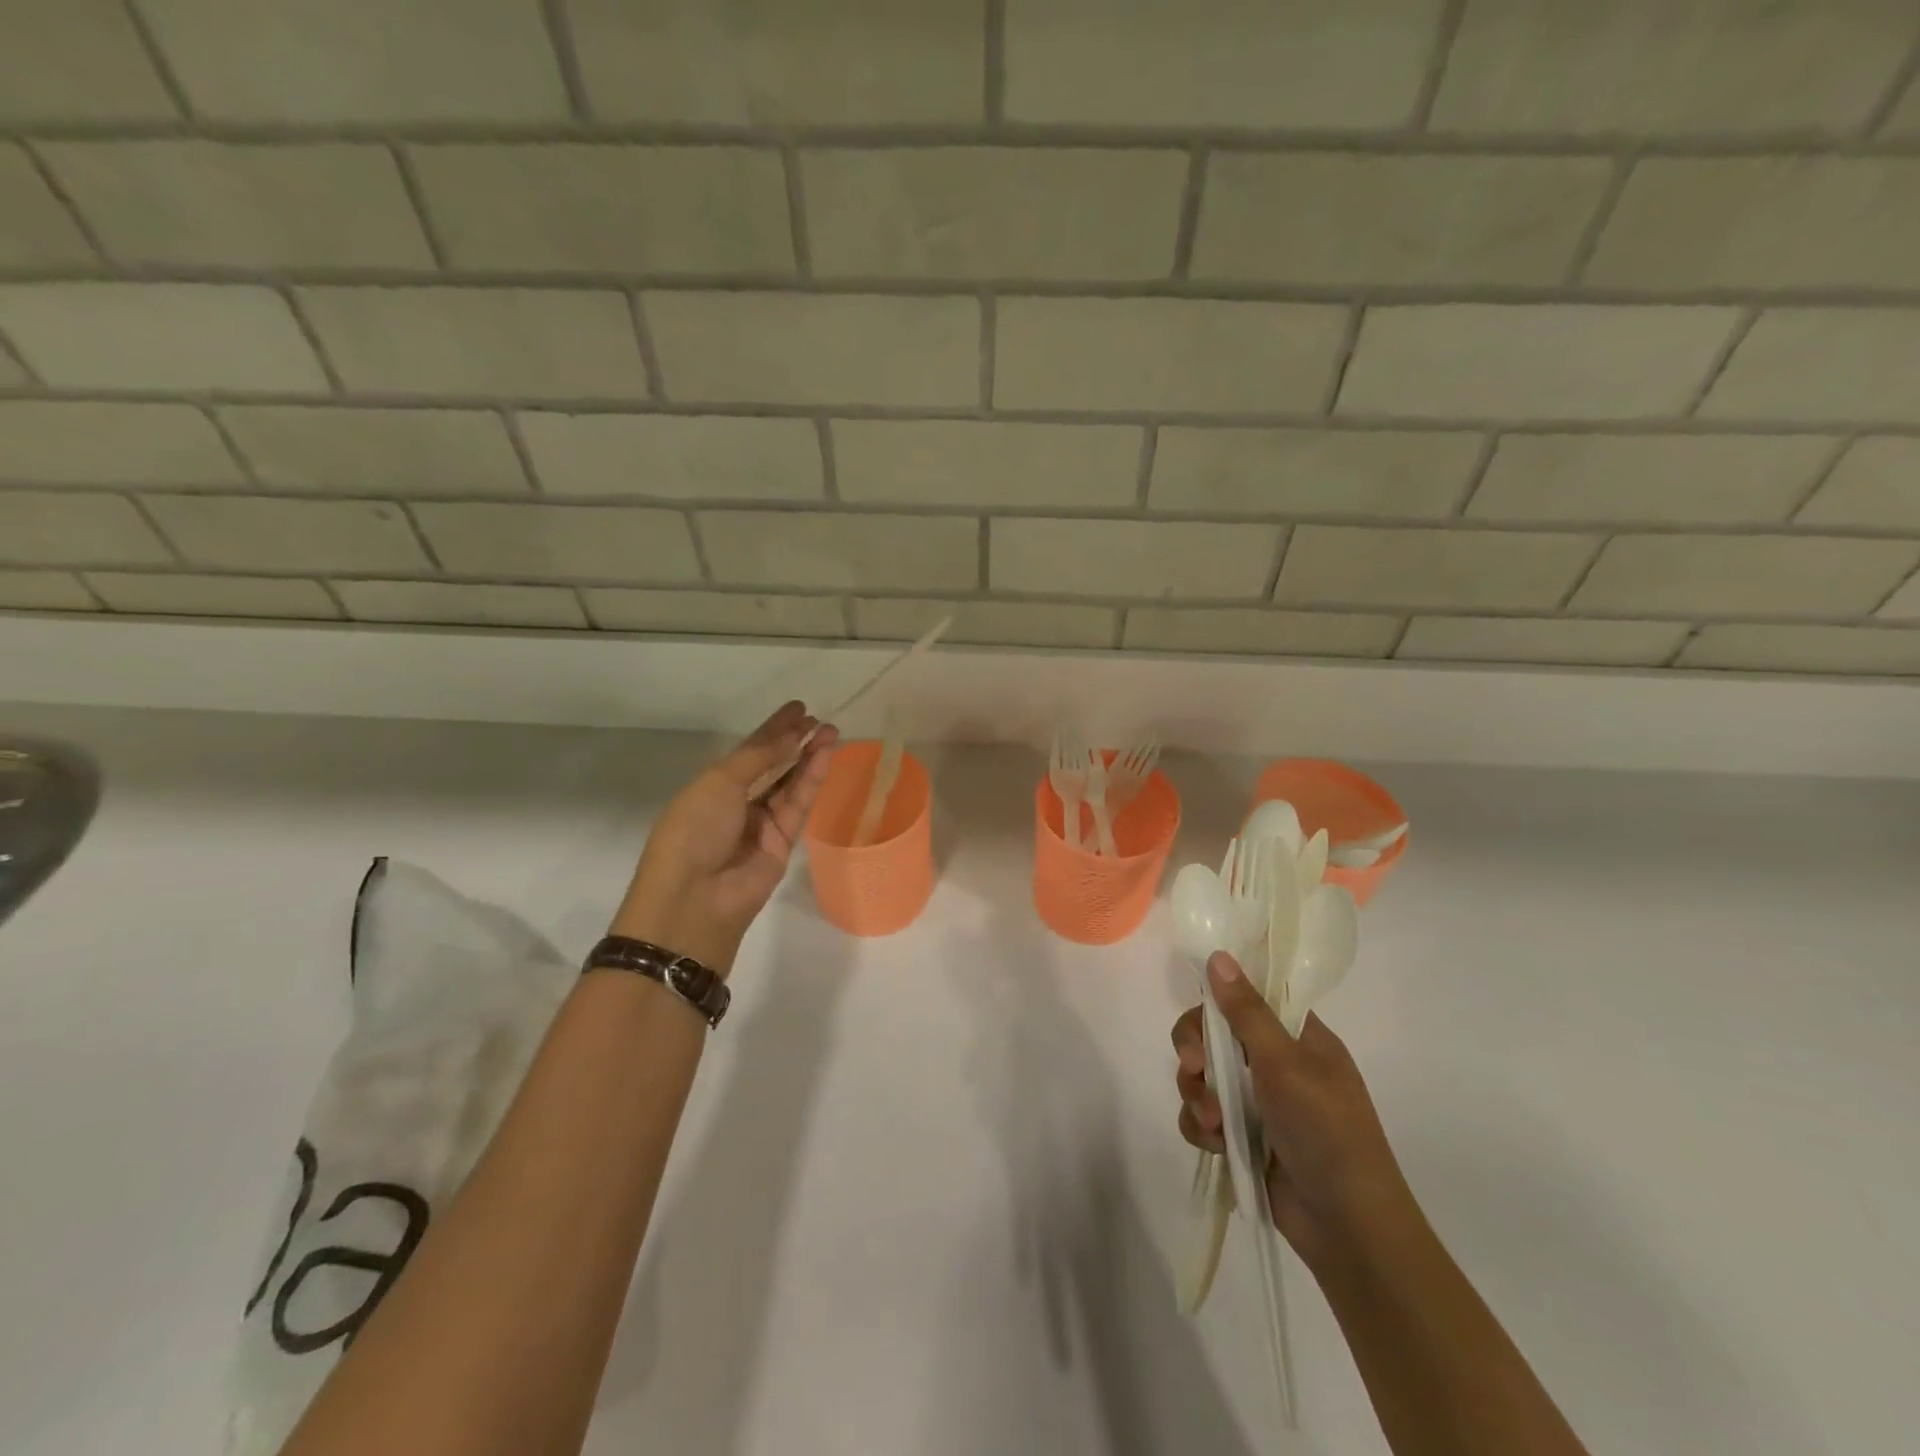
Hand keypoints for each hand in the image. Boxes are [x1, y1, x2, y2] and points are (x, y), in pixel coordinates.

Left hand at [609, 702, 838, 976]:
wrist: (695, 898)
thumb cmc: (693, 831)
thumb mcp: (718, 783)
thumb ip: (758, 757)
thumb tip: (791, 735)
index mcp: (712, 786)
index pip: (749, 751)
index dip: (773, 729)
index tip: (798, 708)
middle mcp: (737, 802)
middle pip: (773, 766)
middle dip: (795, 742)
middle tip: (819, 721)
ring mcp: (762, 824)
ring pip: (791, 784)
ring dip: (810, 758)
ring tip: (831, 732)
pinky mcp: (784, 843)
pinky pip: (799, 805)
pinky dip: (812, 780)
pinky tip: (824, 757)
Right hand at [1173, 951, 1416, 1271]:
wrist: (1349, 1228)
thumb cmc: (1327, 1132)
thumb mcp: (1286, 1064)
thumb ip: (1246, 1012)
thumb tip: (1217, 956)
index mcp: (1299, 1039)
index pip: (1247, 1000)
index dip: (1217, 1004)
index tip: (1202, 1019)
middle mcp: (1276, 1064)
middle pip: (1214, 1036)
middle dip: (1197, 1052)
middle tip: (1194, 1068)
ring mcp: (1258, 1103)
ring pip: (1203, 1077)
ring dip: (1198, 1094)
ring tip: (1213, 1123)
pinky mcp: (1243, 1138)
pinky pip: (1203, 1116)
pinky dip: (1202, 1127)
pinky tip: (1215, 1144)